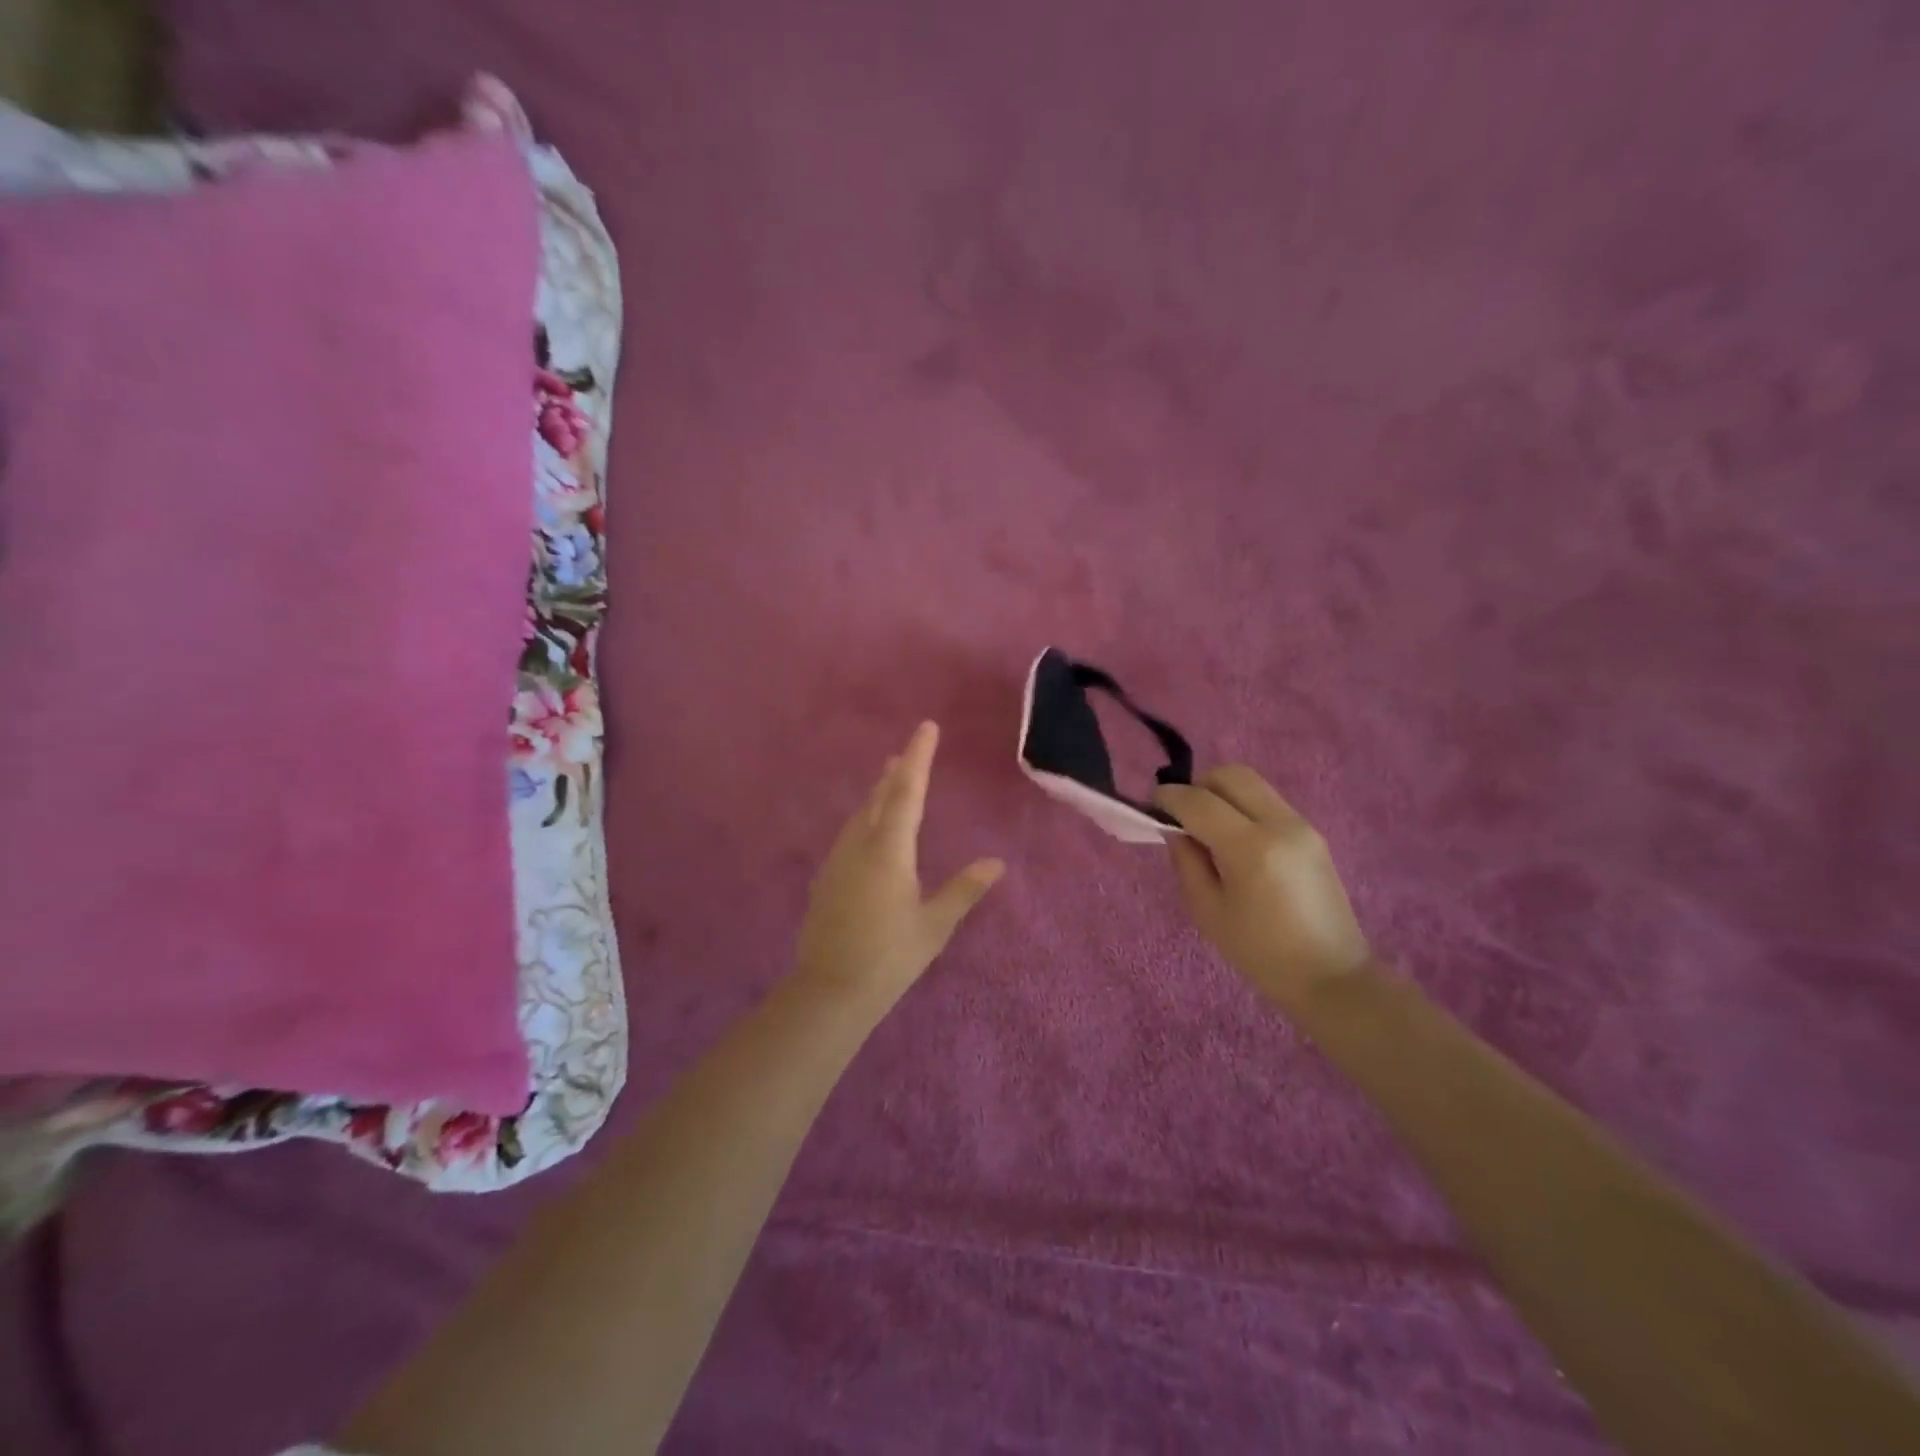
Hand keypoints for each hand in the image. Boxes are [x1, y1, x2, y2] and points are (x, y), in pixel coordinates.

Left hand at [795, 721, 1004, 1006]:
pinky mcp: (826, 880)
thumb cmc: (890, 957)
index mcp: (889, 850)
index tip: (926, 727)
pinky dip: (864, 820)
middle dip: (895, 772)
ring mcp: (837, 861)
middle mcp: (859, 846)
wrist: (830, 991)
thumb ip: (964, 890)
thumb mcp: (934, 925)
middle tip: (906, 752)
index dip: (918, 757)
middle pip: (878, 798)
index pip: (906, 792)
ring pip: (860, 816)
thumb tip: (995, 863)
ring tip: (888, 781)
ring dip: (876, 795)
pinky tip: (868, 832)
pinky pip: (849, 836)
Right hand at [1156, 766, 1368, 1009]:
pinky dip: (1242, 806)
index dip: (1169, 798)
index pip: (1199, 801)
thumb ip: (1186, 861)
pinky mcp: (1312, 833)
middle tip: (1181, 814)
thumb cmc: (1260, 953)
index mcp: (1250, 847)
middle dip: (1198, 786)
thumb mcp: (1207, 911)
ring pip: (1251, 783)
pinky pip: (1267, 802)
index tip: (1151, 805)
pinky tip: (1233, 839)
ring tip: (1206, 826)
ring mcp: (1301, 825)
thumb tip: (1175, 829)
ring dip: (1221, 794)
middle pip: (1230, 775)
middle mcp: (1279, 824)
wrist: (1331, 976)